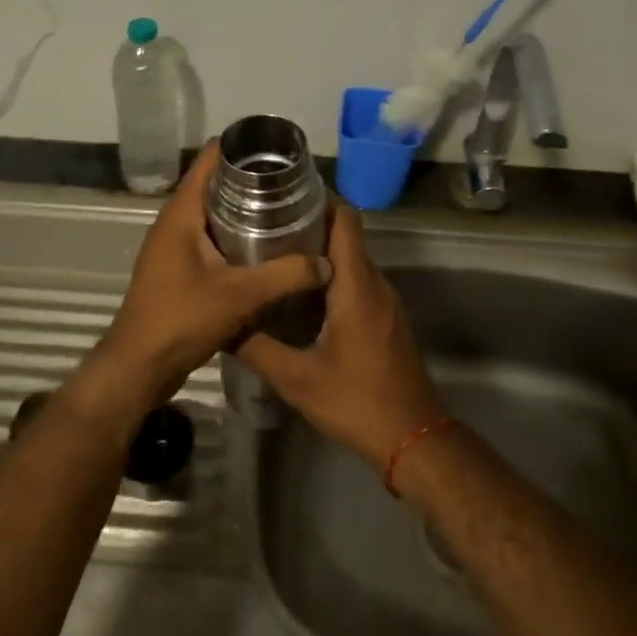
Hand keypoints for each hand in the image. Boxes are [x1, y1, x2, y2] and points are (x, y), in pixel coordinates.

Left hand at [75, 140, 331, 418]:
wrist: (140, 367)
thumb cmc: (181, 320)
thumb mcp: (239, 296)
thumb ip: (285, 276)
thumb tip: (326, 262)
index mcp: (182, 213)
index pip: (210, 159)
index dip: (243, 148)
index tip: (279, 151)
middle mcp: (176, 222)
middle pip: (217, 184)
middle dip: (253, 181)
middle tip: (295, 185)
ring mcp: (176, 246)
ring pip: (216, 214)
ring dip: (247, 211)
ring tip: (289, 211)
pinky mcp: (181, 268)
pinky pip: (213, 239)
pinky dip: (238, 236)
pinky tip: (268, 248)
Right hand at [239, 202, 447, 471]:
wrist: (415, 439)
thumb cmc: (357, 403)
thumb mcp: (297, 380)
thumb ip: (257, 348)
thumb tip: (221, 323)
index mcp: (357, 285)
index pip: (345, 219)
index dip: (318, 199)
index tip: (283, 196)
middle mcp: (375, 284)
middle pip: (346, 236)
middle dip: (309, 225)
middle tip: (264, 226)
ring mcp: (385, 302)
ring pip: (352, 260)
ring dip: (319, 253)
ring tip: (275, 255)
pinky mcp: (386, 319)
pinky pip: (358, 282)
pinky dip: (332, 276)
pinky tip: (301, 295)